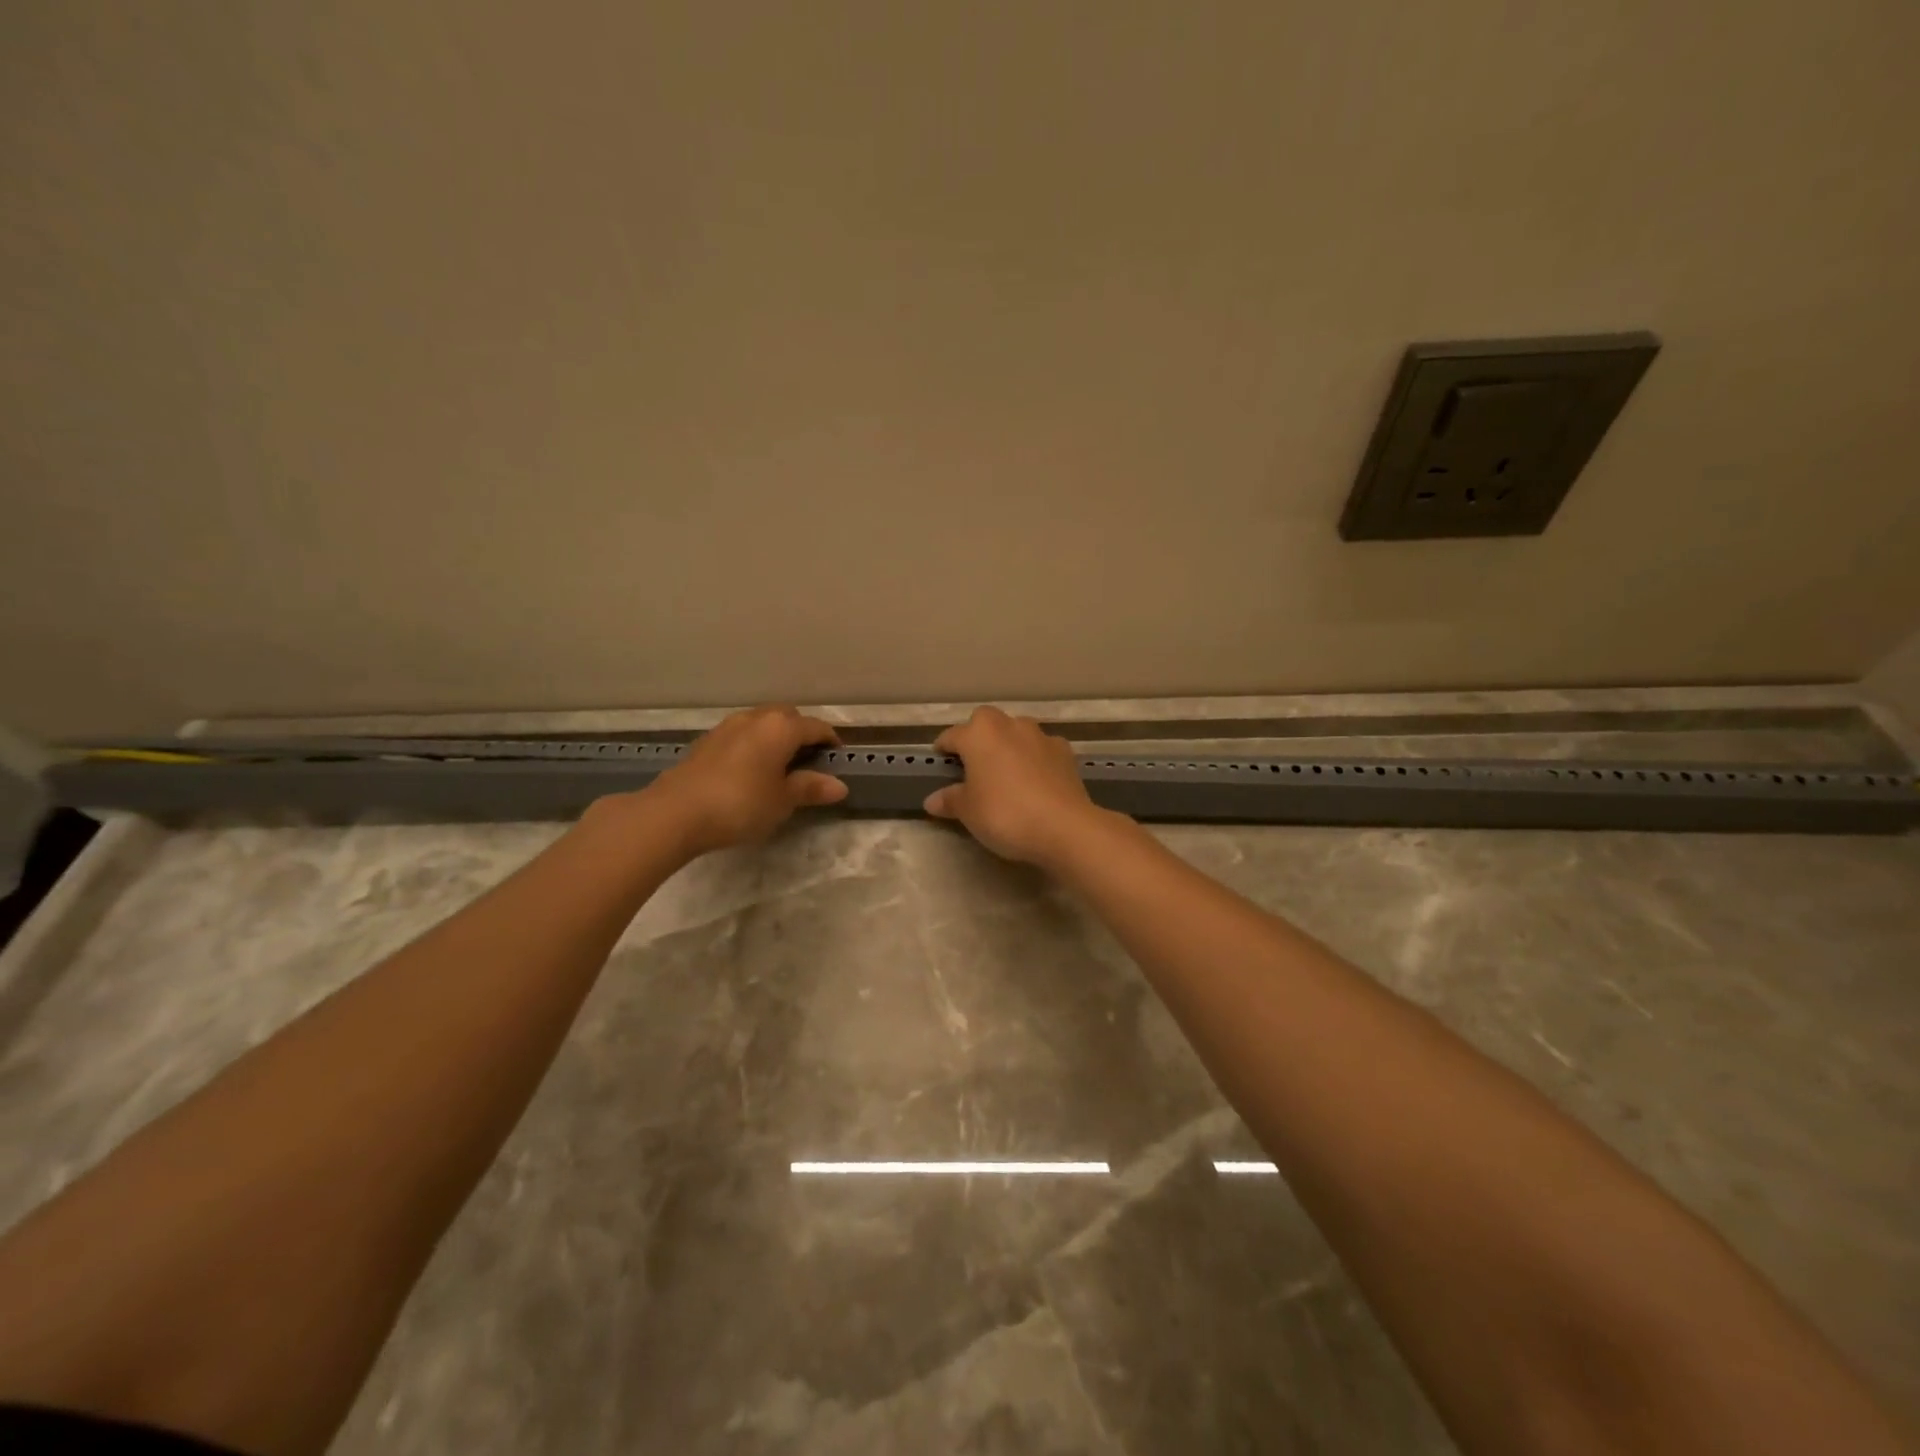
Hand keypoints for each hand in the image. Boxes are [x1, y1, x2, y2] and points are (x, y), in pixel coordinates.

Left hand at [639, 706, 847, 857]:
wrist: (675, 812)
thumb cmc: (740, 804)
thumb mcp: (782, 801)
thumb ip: (810, 788)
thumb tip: (839, 785)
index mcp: (781, 728)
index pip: (816, 727)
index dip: (830, 742)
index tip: (838, 759)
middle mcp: (756, 718)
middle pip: (788, 717)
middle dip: (802, 733)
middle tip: (809, 760)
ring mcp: (727, 727)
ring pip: (762, 723)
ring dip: (775, 737)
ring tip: (780, 765)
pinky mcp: (707, 741)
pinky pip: (741, 735)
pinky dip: (753, 745)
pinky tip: (750, 770)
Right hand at [924, 707, 1108, 867]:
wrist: (1064, 826)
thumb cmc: (1004, 813)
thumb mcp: (968, 812)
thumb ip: (950, 801)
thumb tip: (932, 800)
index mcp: (979, 734)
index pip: (952, 736)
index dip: (943, 750)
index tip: (940, 765)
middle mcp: (1009, 725)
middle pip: (986, 723)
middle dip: (978, 738)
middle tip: (974, 766)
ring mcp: (1041, 736)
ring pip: (1017, 732)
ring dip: (1008, 746)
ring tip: (1006, 774)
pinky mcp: (1065, 752)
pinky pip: (1041, 749)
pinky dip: (1035, 759)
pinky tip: (1035, 782)